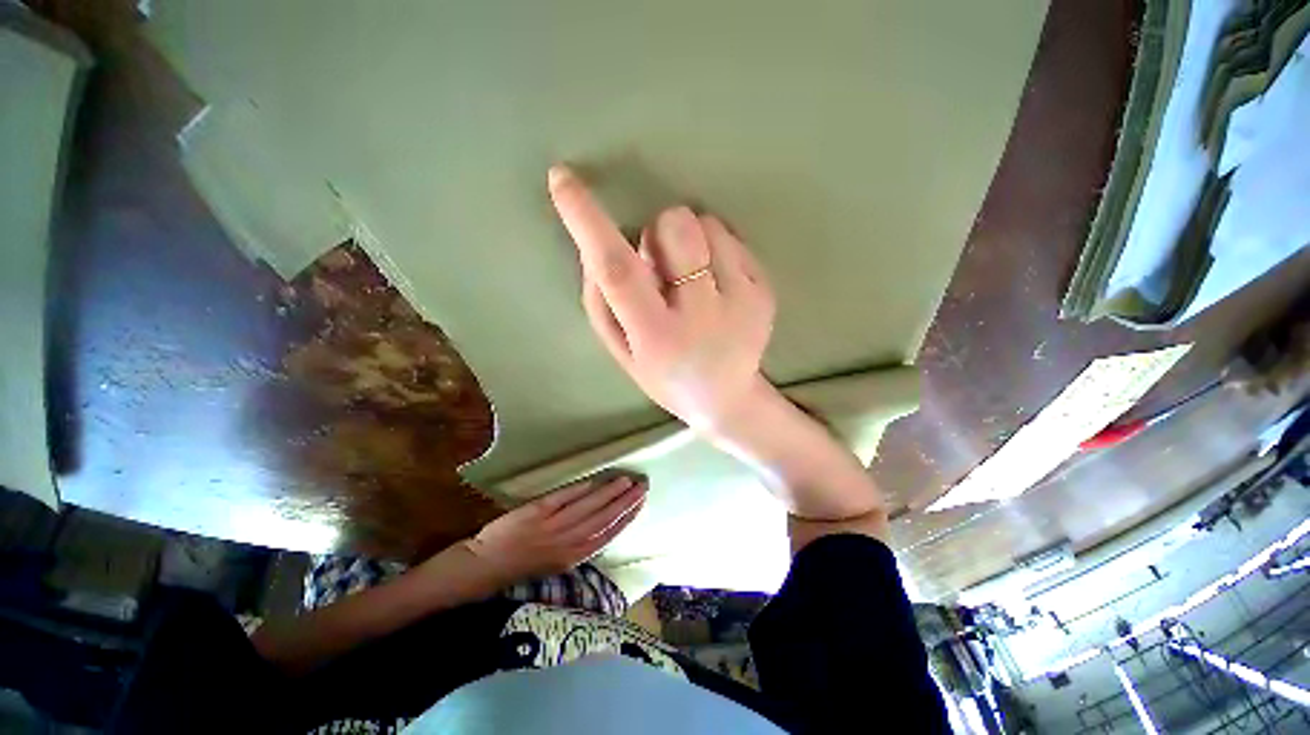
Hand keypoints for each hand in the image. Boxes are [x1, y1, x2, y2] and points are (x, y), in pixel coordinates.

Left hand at [462, 475, 646, 584]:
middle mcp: (567, 542)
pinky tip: (595, 480)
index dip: (627, 517)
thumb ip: (579, 543)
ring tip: (625, 480)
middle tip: (642, 486)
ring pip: (588, 507)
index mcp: (573, 556)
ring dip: (609, 493)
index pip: (607, 534)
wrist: (487, 563)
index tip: (641, 502)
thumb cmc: (523, 563)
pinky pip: (564, 497)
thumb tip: (603, 522)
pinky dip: (581, 489)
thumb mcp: (556, 561)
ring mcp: (552, 525)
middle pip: (603, 519)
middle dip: (625, 502)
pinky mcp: (537, 511)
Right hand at [548, 165, 775, 430]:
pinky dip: (715, 250)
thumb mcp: (620, 351)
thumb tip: (597, 244)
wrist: (726, 399)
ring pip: (707, 224)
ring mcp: (743, 301)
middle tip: (662, 266)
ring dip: (689, 242)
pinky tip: (716, 286)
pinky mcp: (766, 291)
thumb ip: (601, 299)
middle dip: (658, 230)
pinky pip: (732, 237)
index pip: (618, 271)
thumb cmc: (664, 375)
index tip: (563, 178)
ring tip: (693, 281)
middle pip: (675, 226)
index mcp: (657, 336)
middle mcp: (703, 316)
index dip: (587, 221)